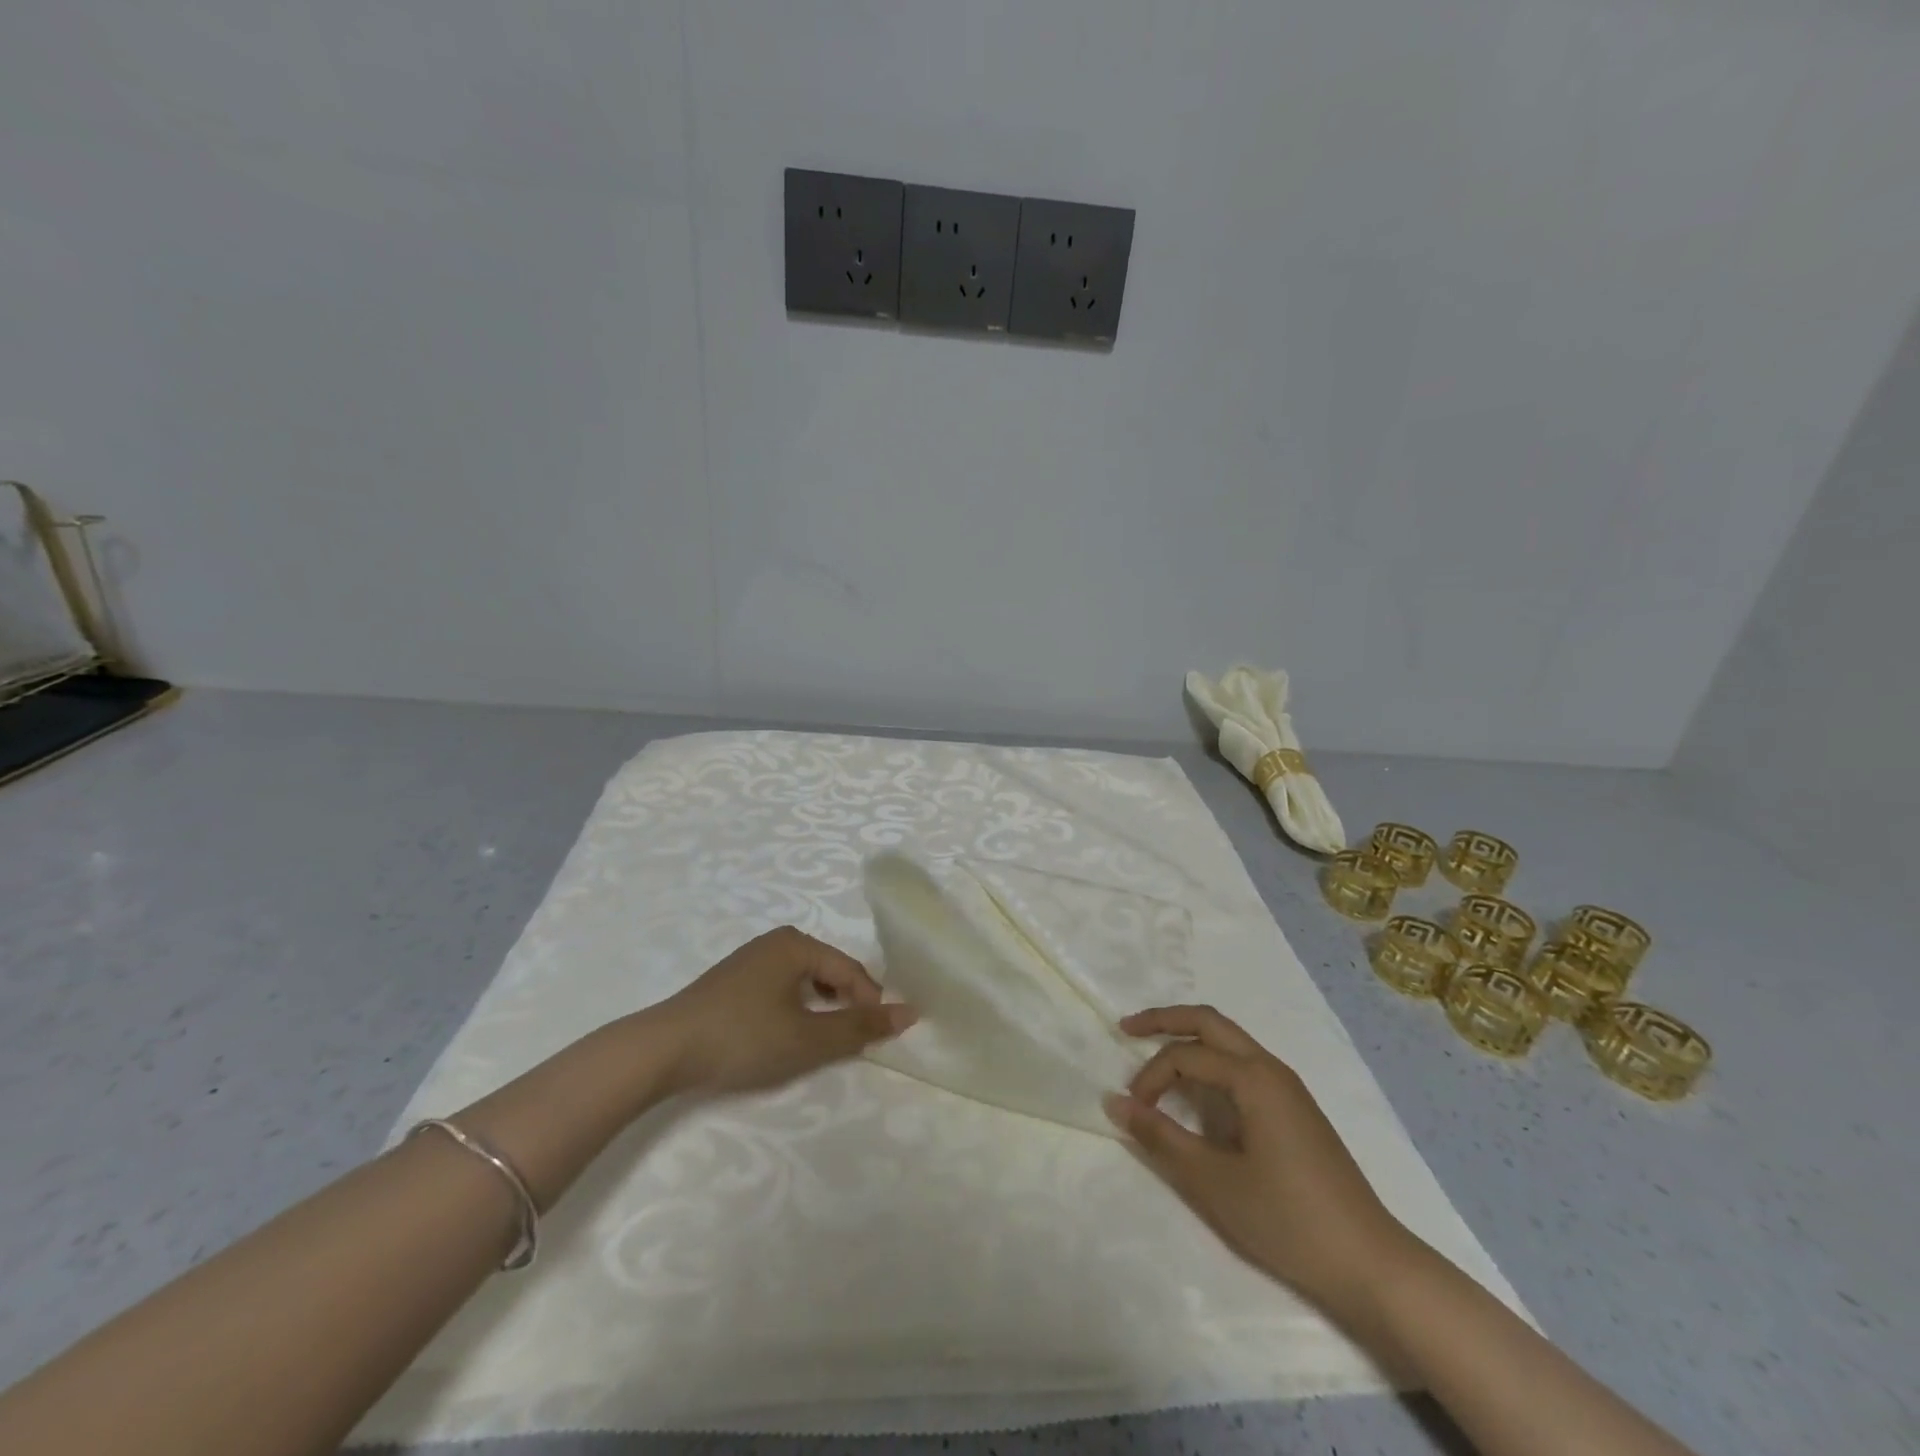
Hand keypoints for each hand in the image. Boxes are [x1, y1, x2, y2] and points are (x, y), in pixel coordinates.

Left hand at [653, 926, 915, 1095]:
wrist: (663, 1050)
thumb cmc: (744, 1037)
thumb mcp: (808, 1037)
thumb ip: (860, 1027)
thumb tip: (910, 1013)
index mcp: (797, 943)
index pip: (851, 970)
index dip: (869, 1004)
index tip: (876, 1039)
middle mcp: (776, 941)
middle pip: (829, 972)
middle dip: (845, 1005)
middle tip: (849, 1042)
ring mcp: (751, 959)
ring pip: (805, 982)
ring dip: (820, 1010)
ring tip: (820, 1041)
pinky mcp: (733, 981)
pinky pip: (781, 988)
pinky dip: (794, 1010)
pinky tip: (785, 1035)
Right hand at [1106, 1004, 1411, 1319]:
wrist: (1370, 1264)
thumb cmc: (1288, 1219)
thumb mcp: (1213, 1181)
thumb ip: (1160, 1137)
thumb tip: (1114, 1102)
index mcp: (1253, 1077)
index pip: (1185, 1057)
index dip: (1150, 1077)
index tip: (1133, 1112)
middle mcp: (1271, 1068)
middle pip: (1210, 1022)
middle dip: (1165, 1019)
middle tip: (1126, 1029)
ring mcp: (1287, 1087)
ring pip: (1229, 1041)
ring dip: (1189, 1040)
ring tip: (1155, 1055)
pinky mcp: (1295, 1110)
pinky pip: (1243, 1065)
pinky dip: (1210, 1063)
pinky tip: (1198, 1089)